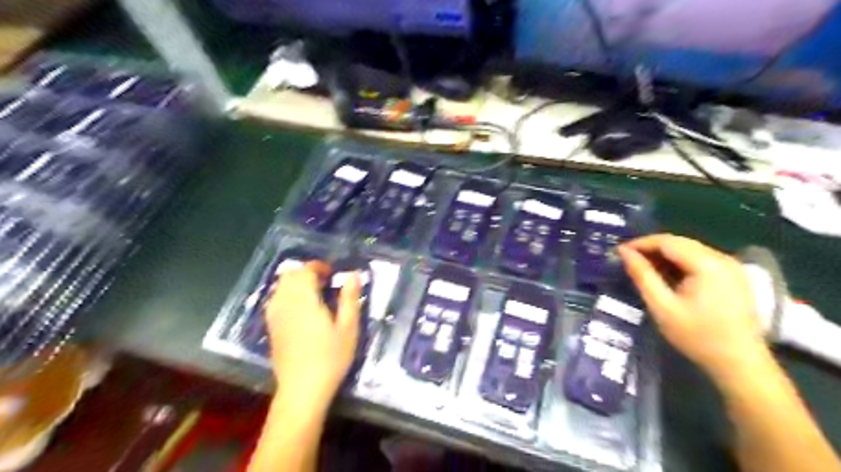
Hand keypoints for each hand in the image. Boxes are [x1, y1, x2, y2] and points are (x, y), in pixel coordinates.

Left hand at [263, 261, 359, 409]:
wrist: (302, 390)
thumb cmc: (330, 358)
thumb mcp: (348, 328)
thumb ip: (350, 299)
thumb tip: (353, 274)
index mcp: (304, 301)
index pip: (304, 271)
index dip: (318, 266)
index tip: (332, 272)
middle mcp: (285, 304)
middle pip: (288, 276)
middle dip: (305, 272)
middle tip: (325, 281)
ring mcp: (275, 317)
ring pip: (279, 287)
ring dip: (295, 283)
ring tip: (313, 293)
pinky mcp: (271, 329)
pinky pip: (275, 301)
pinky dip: (286, 295)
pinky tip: (300, 309)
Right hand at [615, 233, 767, 381]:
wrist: (740, 364)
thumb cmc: (697, 336)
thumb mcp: (662, 306)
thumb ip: (642, 275)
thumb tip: (624, 252)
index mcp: (707, 264)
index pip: (667, 241)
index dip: (641, 243)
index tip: (619, 252)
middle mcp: (722, 258)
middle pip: (679, 243)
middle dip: (651, 248)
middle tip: (628, 260)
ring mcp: (731, 267)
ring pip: (689, 250)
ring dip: (664, 256)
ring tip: (643, 268)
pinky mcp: (733, 277)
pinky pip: (700, 260)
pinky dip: (679, 263)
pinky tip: (666, 276)